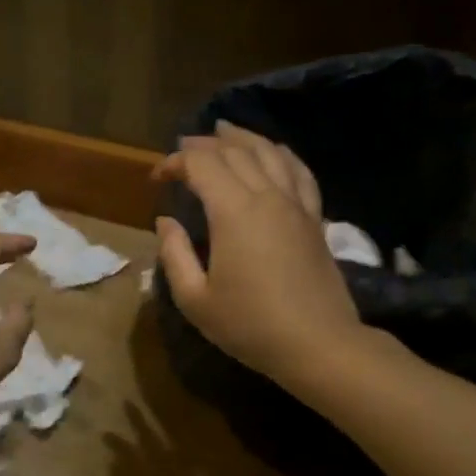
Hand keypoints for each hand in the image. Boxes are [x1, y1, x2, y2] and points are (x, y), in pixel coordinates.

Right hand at [152, 122, 364, 383]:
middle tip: (182, 151)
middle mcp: (266, 196)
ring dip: (242, 138)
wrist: (319, 344)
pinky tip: (273, 151)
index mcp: (233, 211)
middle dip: (203, 144)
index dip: (174, 162)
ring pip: (269, 152)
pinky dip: (281, 153)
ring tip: (223, 131)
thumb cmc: (250, 325)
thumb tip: (166, 221)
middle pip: (234, 151)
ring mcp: (295, 204)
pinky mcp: (314, 217)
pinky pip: (299, 171)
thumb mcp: (195, 299)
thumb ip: (174, 254)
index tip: (157, 179)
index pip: (201, 164)